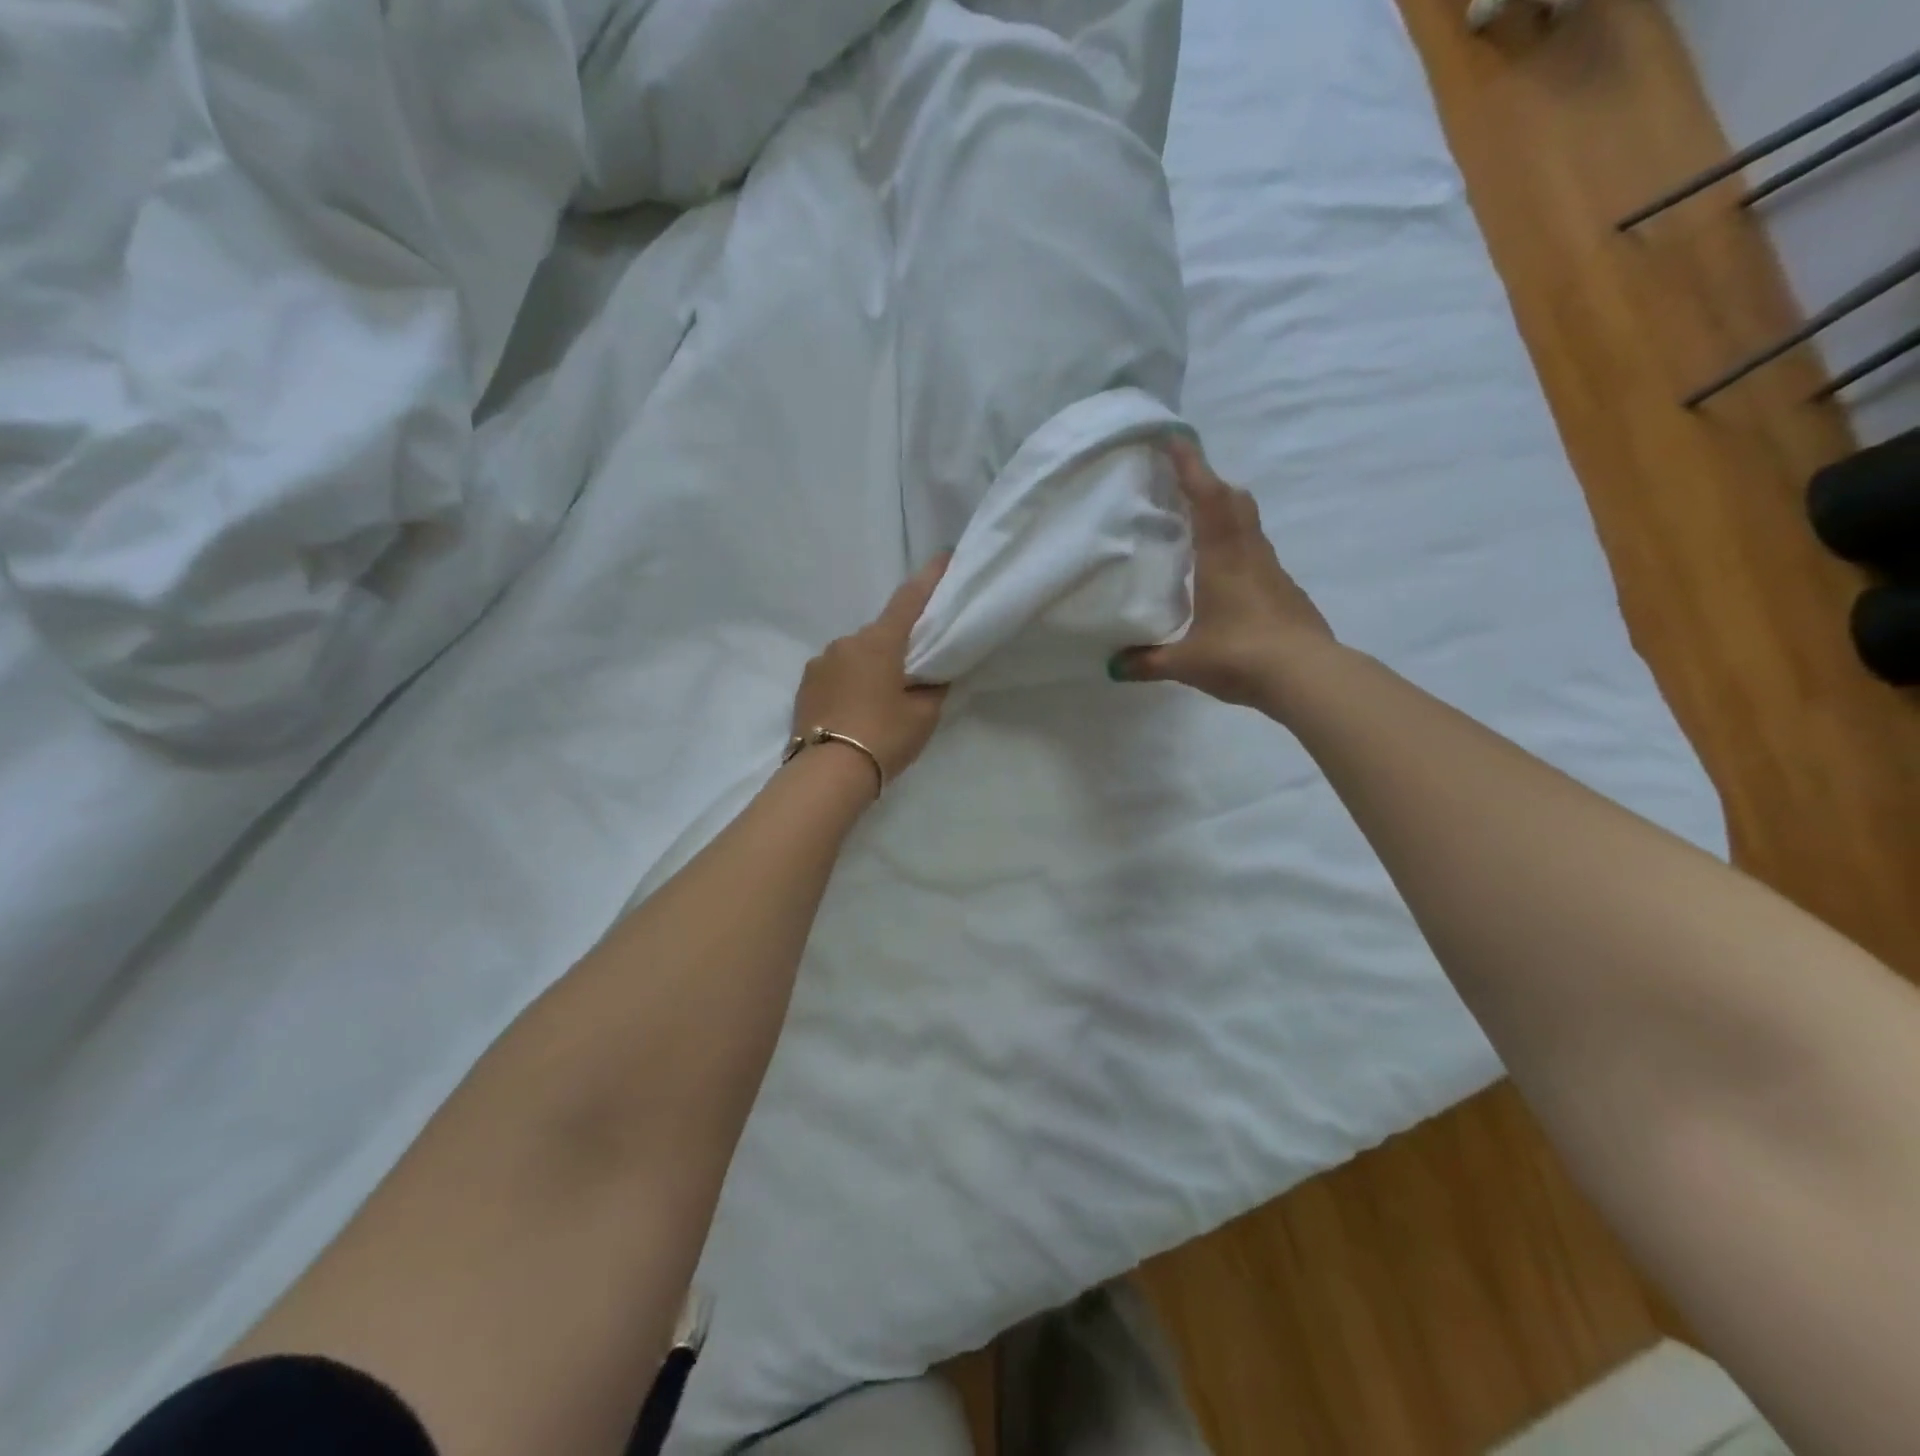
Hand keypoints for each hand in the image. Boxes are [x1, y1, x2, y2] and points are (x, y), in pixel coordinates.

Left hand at [791, 554, 952, 786]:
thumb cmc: (883, 737)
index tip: (944, 557)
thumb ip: (932, 688)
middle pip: (880, 633)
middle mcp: (846, 642)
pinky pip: (836, 673)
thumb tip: (929, 678)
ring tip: (881, 699)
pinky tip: (856, 709)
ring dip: (871, 666)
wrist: (827, 774)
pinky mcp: (804, 684)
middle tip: (914, 669)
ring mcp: (820, 662)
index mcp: (879, 642)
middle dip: (898, 643)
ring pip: (855, 655)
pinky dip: (850, 682)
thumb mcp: (923, 716)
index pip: (909, 599)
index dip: (929, 577)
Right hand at [1110, 438, 1333, 708]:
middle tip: (1183, 484)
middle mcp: (1250, 554)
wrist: (1307, 677)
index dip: (1190, 466)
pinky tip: (1224, 576)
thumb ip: (1148, 661)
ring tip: (1198, 527)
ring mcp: (1273, 572)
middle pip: (1234, 501)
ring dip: (1225, 514)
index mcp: (1223, 558)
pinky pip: (1258, 555)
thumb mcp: (1186, 663)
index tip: (1174, 439)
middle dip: (1209, 484)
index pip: (1206, 497)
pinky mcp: (1286, 591)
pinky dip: (1239, 548)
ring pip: (1249, 526)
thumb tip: (1115, 665)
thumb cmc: (1241, 656)